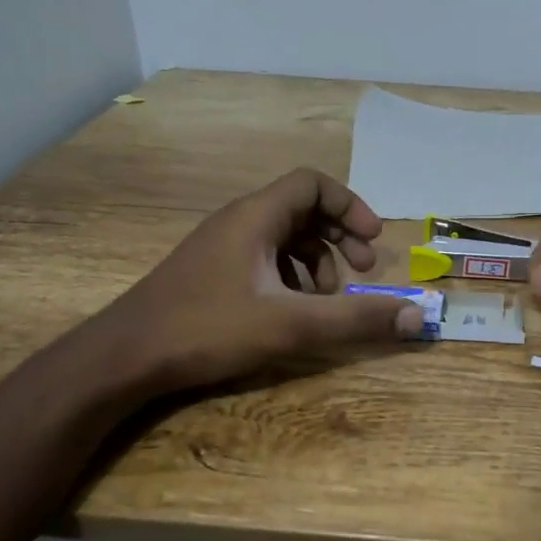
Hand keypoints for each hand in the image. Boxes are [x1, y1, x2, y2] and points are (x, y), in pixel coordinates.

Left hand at [91, 169, 422, 394]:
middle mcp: (237, 221)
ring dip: (316, 261)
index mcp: (256, 217)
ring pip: (283, 237)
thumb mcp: (291, 325)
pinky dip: (290, 276)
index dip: (350, 206)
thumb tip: (416, 316)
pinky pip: (263, 258)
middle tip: (362, 271)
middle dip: (339, 237)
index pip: (313, 183)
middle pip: (302, 209)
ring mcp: (220, 247)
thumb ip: (355, 319)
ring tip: (327, 299)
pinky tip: (291, 311)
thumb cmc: (208, 329)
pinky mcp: (210, 272)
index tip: (373, 241)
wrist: (124, 357)